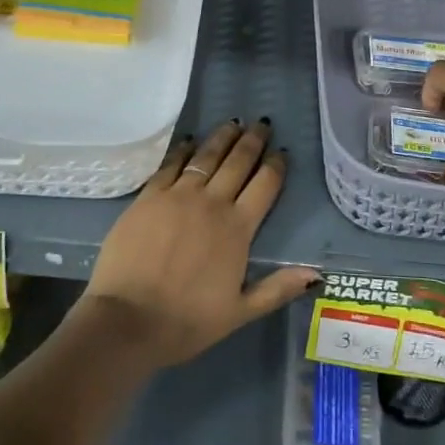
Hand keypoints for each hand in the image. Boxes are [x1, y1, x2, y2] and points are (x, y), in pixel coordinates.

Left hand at [80, 119, 318, 366]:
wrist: (127, 320)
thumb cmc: (186, 321)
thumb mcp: (239, 312)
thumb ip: (276, 289)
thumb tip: (316, 273)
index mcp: (238, 229)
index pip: (265, 186)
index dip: (276, 166)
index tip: (282, 152)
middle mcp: (212, 203)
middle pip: (238, 162)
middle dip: (253, 141)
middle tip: (261, 124)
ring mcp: (178, 196)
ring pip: (207, 156)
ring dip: (222, 137)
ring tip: (233, 123)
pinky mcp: (149, 196)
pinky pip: (171, 164)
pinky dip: (184, 150)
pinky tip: (191, 141)